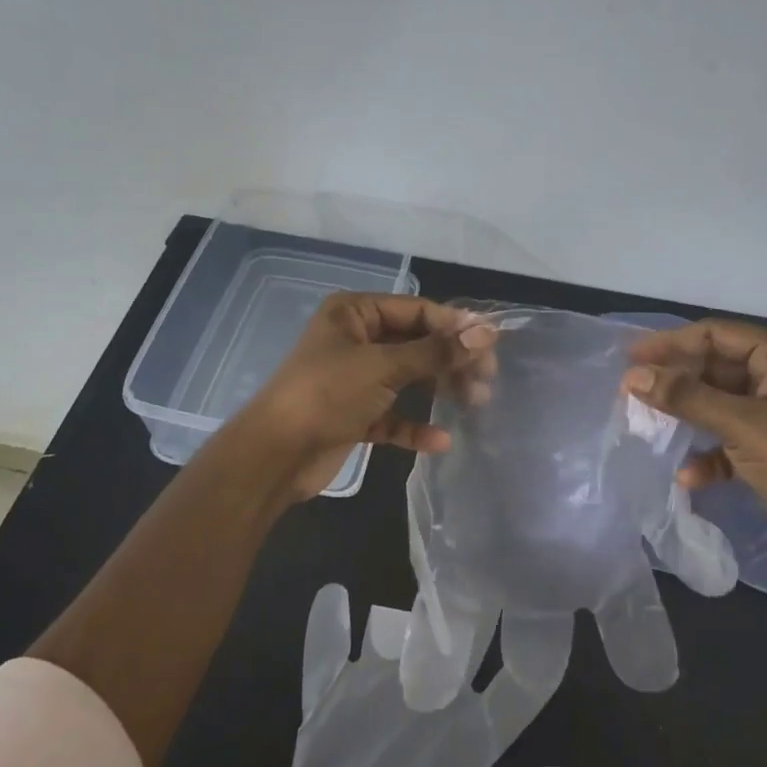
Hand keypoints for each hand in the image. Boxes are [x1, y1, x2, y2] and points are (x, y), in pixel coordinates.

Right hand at [236, 582, 577, 766]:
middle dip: (476, 610)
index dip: (534, 656)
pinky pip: (325, 665)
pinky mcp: (330, 709)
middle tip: (491, 566)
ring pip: (398, 642)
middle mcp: (433, 704)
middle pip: (461, 646)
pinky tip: (332, 597)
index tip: (551, 612)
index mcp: (473, 736)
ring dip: (406, 617)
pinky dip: (326, 634)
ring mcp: (380, 700)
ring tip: (421, 581)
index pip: (515, 689)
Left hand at [239, 293, 494, 500]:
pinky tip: (440, 441)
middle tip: (486, 379)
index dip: (455, 325)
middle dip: (450, 359)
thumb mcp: (383, 367)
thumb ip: (436, 351)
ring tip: (475, 402)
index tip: (491, 344)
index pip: (416, 310)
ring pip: (408, 378)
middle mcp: (356, 340)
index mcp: (354, 313)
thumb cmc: (327, 394)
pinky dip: (415, 426)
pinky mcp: (355, 415)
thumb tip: (487, 332)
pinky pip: (393, 415)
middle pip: (416, 343)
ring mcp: (354, 379)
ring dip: (439, 389)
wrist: (275, 455)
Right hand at [623, 320, 766, 582]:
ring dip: (687, 418)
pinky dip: (708, 455)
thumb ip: (685, 397)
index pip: (718, 334)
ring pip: (719, 405)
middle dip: (677, 383)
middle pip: (715, 369)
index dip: (672, 344)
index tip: (630, 358)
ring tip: (648, 427)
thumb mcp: (742, 425)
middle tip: (631, 393)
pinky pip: (729, 441)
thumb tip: (632, 376)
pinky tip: (688, 476)